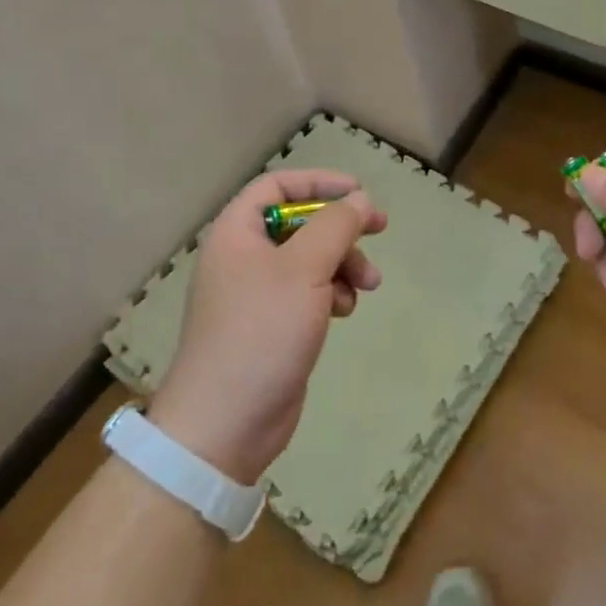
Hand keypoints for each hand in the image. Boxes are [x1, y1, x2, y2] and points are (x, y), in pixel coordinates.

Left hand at [147, 169, 385, 484]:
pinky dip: (332, 293)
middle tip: (380, 229)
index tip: (359, 192)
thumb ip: (336, 226)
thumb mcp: (304, 268)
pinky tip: (345, 311)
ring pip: (310, 259)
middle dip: (341, 228)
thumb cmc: (261, 331)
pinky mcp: (272, 324)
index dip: (319, 181)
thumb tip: (360, 200)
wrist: (225, 423)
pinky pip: (309, 292)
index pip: (277, 186)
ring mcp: (258, 293)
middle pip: (300, 222)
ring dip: (344, 264)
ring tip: (369, 285)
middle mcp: (244, 257)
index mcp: (237, 233)